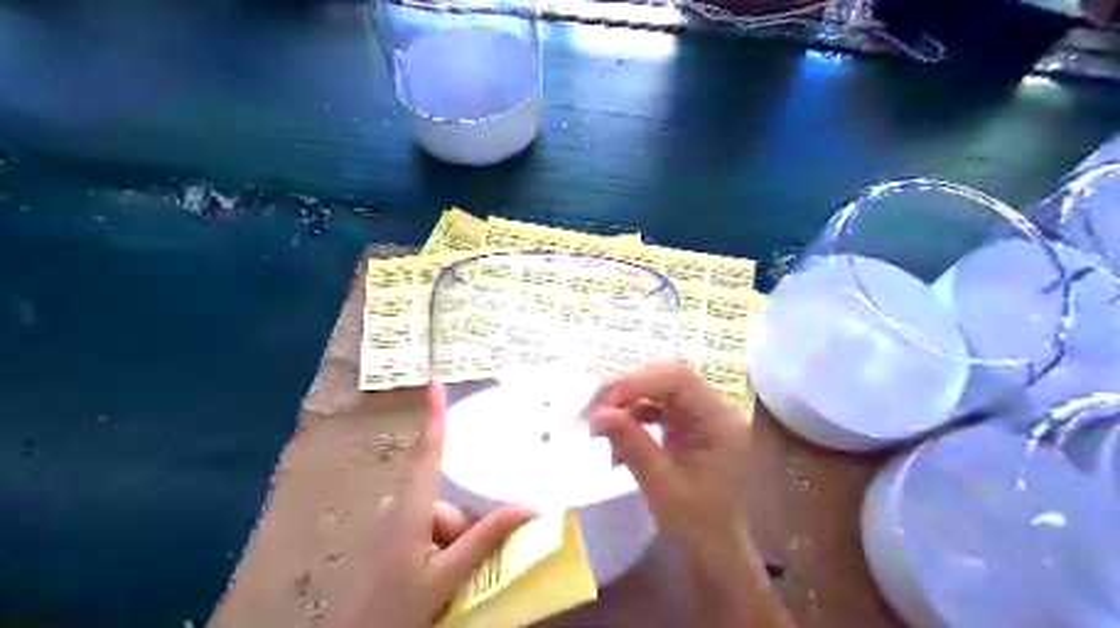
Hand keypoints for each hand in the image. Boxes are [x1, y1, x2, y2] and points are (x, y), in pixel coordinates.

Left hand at [321, 383, 535, 627]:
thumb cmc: (393, 610)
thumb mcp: (446, 577)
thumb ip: (485, 539)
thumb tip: (529, 509)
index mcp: (411, 508)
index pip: (428, 450)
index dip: (434, 414)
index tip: (434, 381)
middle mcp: (397, 507)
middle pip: (445, 502)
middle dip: (462, 530)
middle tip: (463, 571)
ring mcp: (388, 525)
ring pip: (436, 520)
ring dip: (451, 545)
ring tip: (448, 582)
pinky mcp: (384, 540)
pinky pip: (422, 532)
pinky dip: (436, 549)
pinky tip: (432, 580)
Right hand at [581, 363, 789, 626]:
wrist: (714, 552)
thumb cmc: (695, 523)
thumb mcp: (660, 484)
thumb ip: (631, 442)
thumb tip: (597, 413)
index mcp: (721, 421)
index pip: (680, 379)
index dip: (639, 382)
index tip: (603, 403)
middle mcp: (715, 410)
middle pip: (669, 377)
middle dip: (629, 388)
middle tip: (595, 409)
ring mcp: (702, 416)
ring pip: (660, 388)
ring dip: (628, 401)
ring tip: (600, 423)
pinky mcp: (689, 425)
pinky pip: (659, 406)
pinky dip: (634, 415)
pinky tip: (618, 434)